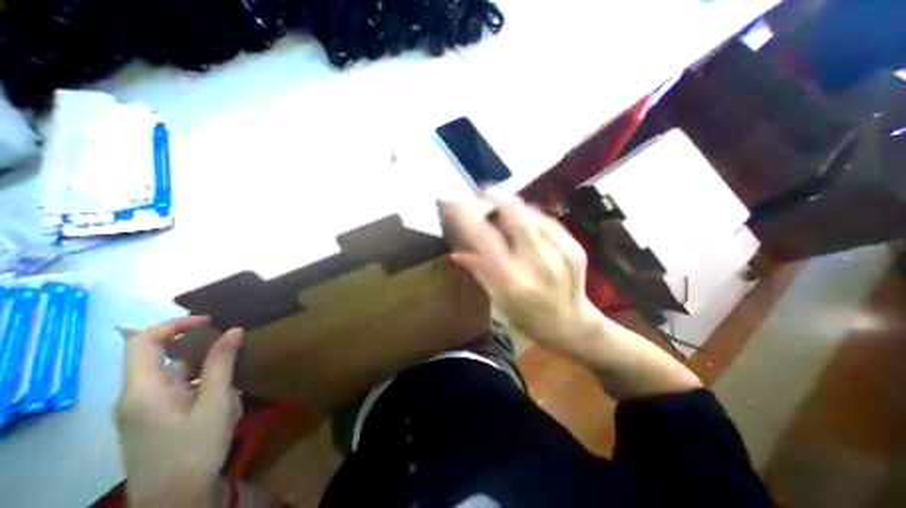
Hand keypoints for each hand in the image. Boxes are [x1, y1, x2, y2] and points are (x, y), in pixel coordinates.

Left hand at [115, 317, 243, 507]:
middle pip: (161, 356)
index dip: (175, 324)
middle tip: (233, 344)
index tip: (211, 321)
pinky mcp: (155, 419)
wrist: (175, 500)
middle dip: (200, 347)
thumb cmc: (195, 447)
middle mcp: (136, 396)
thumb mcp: (216, 401)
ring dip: (206, 368)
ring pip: (176, 373)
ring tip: (235, 374)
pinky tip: (226, 394)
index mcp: (143, 390)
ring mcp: (144, 409)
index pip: (143, 341)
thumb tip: (233, 330)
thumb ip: (221, 363)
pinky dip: (203, 382)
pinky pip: (179, 388)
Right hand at [446, 196, 602, 353]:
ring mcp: (560, 253)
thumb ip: (478, 273)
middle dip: (495, 198)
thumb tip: (456, 254)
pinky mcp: (574, 248)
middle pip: (513, 216)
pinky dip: (530, 216)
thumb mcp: (498, 301)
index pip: (484, 241)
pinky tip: (524, 221)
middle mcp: (536, 264)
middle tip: (483, 194)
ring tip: (501, 208)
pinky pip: (547, 221)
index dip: (467, 218)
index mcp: (513, 283)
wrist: (573, 324)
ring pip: (530, 214)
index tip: (453, 203)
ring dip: (512, 206)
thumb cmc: (529, 317)